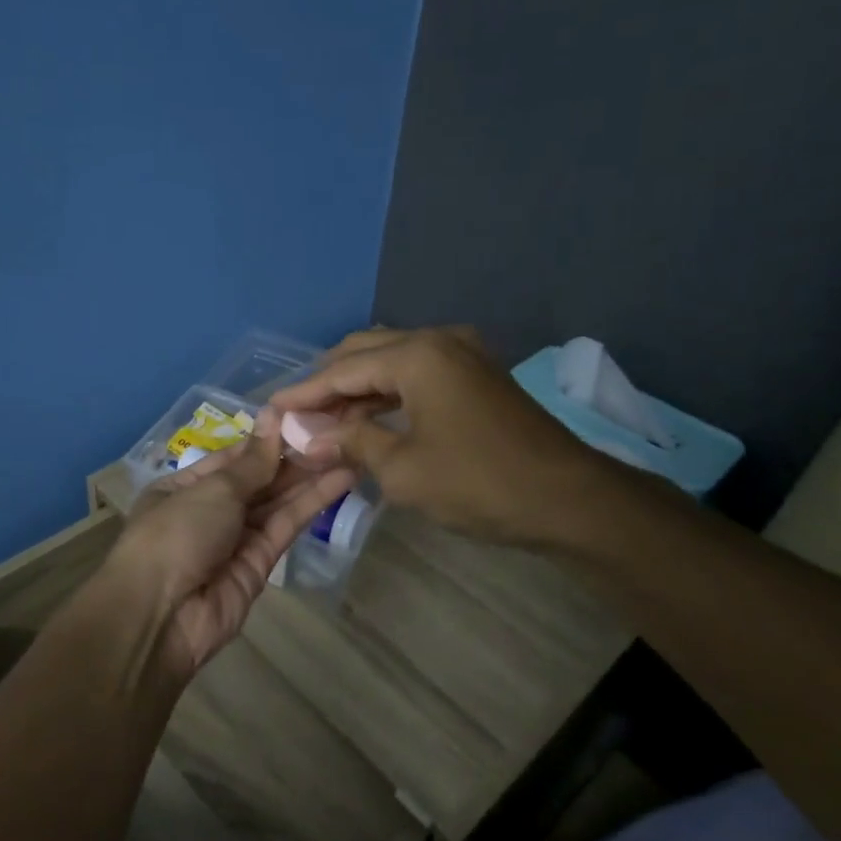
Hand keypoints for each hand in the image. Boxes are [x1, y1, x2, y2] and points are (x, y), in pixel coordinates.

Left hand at [110, 414, 355, 674]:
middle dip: (293, 457)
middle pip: (258, 480)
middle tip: (337, 431)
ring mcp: (235, 539)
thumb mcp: (213, 489)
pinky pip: (286, 526)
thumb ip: (253, 461)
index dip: (266, 438)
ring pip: (276, 502)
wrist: (161, 616)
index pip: (232, 457)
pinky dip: (311, 504)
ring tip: (349, 448)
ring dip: (310, 477)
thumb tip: (273, 416)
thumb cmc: (176, 534)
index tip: (304, 417)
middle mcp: (209, 511)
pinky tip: (340, 479)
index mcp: (184, 487)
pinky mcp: (261, 564)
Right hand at [270, 327, 619, 545]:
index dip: (303, 393)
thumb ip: (349, 442)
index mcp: (417, 354)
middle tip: (296, 417)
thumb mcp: (402, 469)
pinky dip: (387, 396)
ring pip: (390, 363)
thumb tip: (305, 435)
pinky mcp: (476, 375)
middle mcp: (438, 340)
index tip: (270, 411)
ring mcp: (462, 354)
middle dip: (327, 385)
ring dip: (356, 391)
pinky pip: (416, 375)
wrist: (570, 500)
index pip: (341, 369)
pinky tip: (366, 422)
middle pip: (364, 353)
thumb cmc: (479, 483)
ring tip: (323, 425)